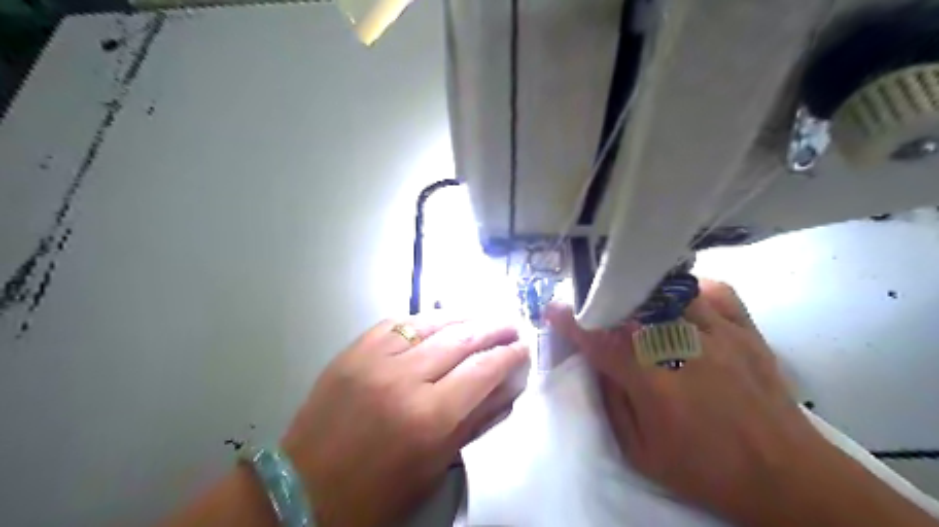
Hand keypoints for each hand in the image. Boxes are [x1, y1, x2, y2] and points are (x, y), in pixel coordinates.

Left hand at [278, 310, 527, 525]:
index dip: (508, 355)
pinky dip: (423, 319)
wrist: (302, 490)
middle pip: (461, 338)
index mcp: (428, 417)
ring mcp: (374, 359)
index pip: (482, 370)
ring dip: (463, 316)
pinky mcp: (352, 351)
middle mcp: (404, 379)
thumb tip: (504, 388)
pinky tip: (438, 320)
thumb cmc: (375, 493)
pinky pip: (396, 322)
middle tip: (511, 324)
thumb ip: (473, 422)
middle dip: (493, 328)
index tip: (524, 347)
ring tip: (481, 316)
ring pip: (431, 322)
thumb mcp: (434, 466)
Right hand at [547, 280, 824, 523]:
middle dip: (603, 301)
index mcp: (653, 381)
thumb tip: (597, 362)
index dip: (572, 322)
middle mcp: (683, 346)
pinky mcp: (745, 328)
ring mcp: (718, 331)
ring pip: (668, 291)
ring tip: (632, 299)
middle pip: (631, 306)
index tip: (555, 309)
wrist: (784, 473)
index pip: (600, 340)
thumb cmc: (705, 468)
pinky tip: (679, 302)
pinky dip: (689, 290)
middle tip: (592, 304)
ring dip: (642, 293)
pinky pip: (712, 290)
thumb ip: (612, 401)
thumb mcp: (640, 451)